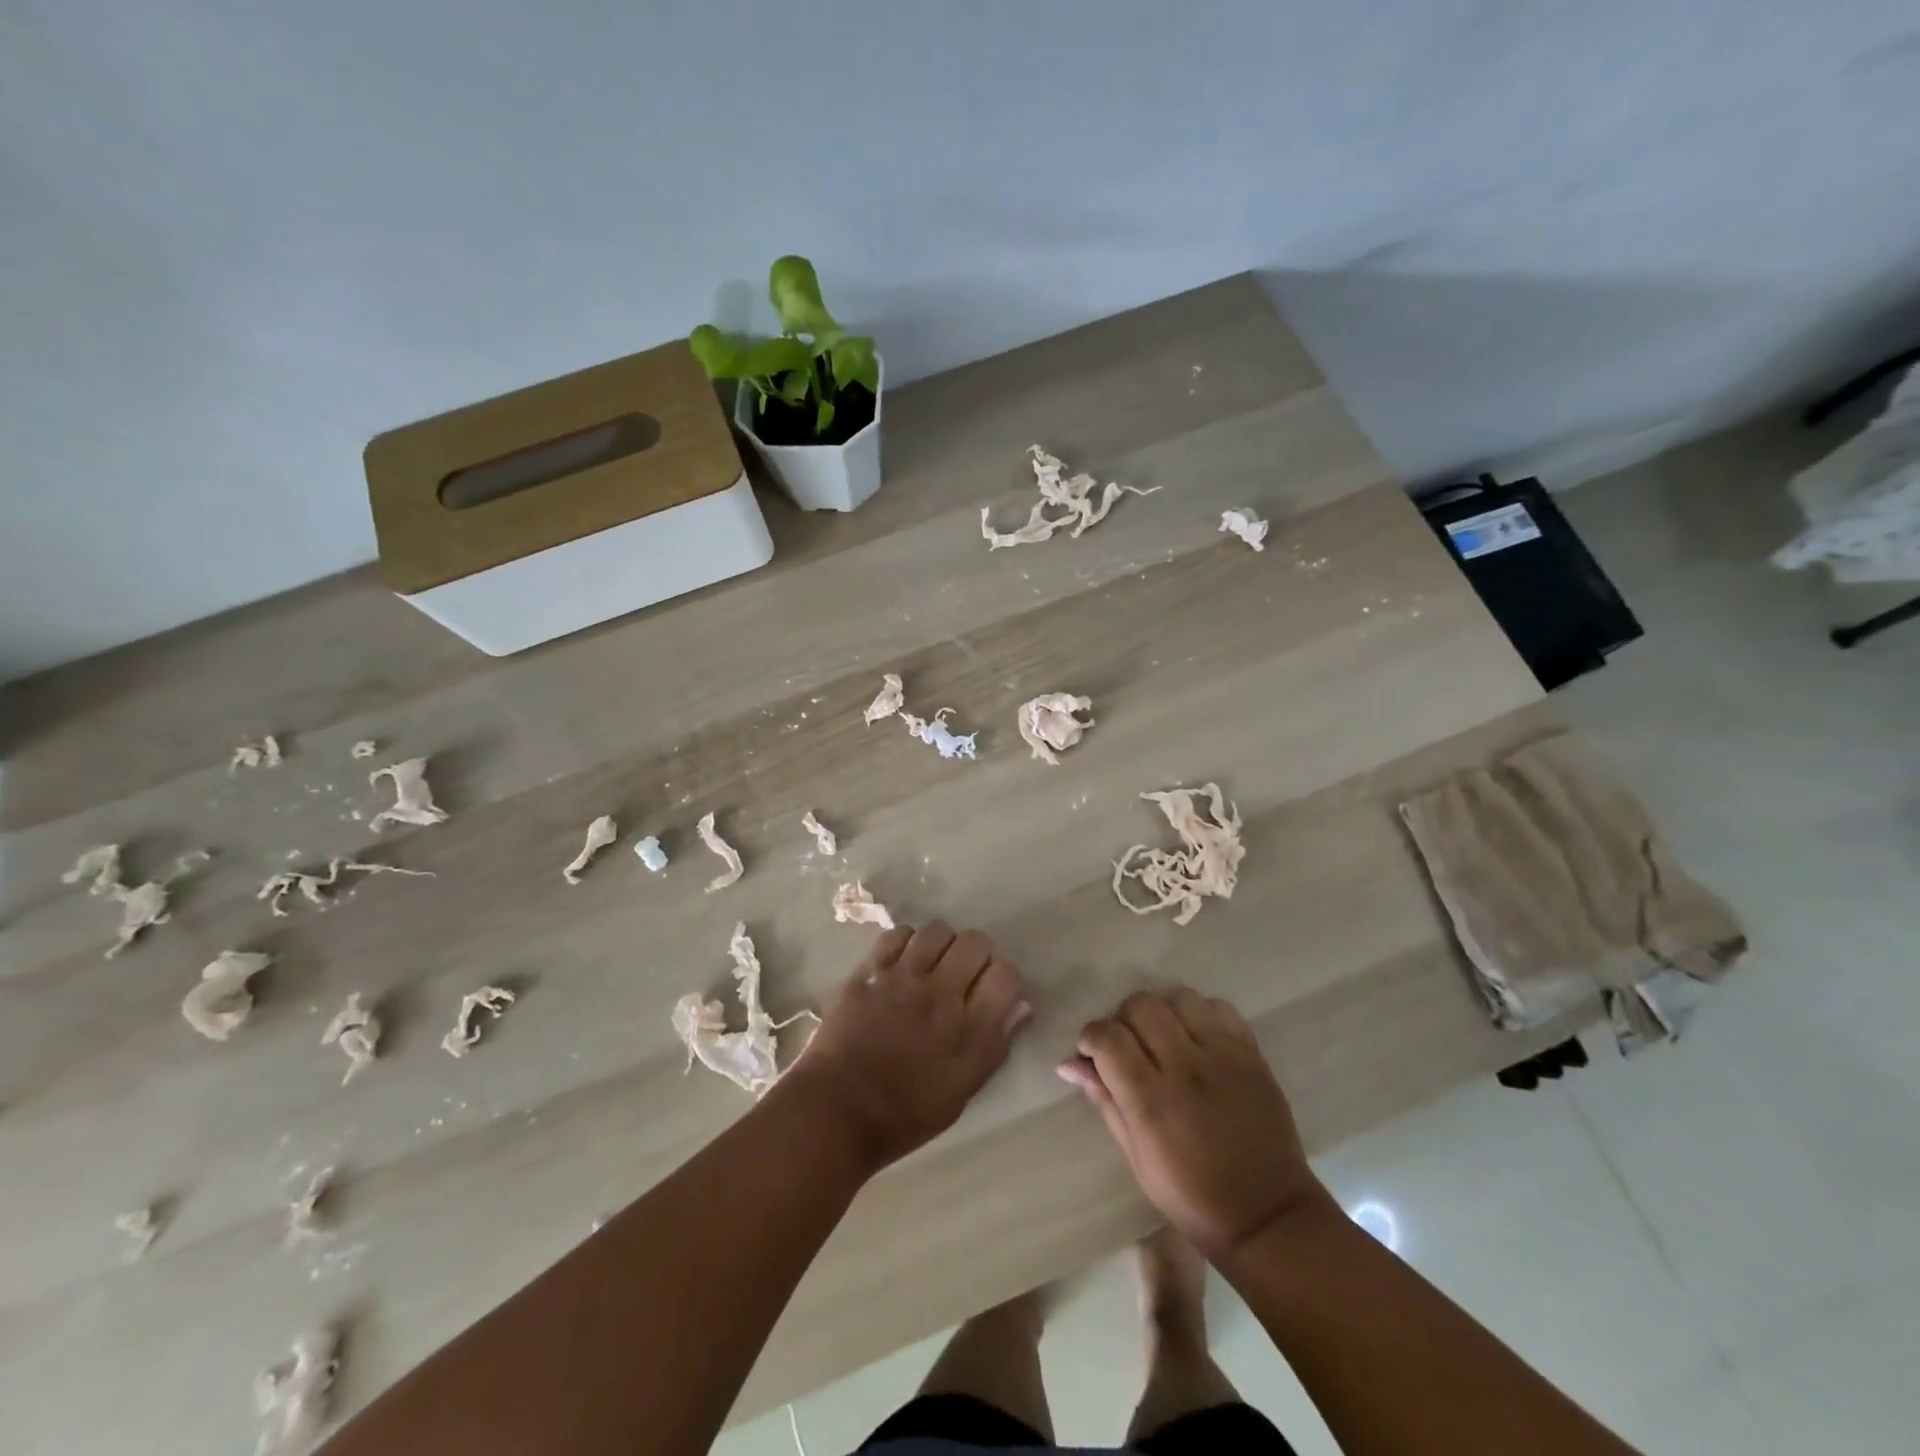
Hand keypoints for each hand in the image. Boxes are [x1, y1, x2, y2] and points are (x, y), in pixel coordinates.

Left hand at [781, 921, 1031, 1174]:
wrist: (835, 1111)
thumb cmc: (904, 1114)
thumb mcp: (961, 1092)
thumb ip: (994, 1046)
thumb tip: (1020, 1007)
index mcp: (969, 1030)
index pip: (1006, 976)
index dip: (1004, 979)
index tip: (992, 991)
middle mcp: (940, 994)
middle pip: (975, 942)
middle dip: (976, 955)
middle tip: (963, 975)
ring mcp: (902, 978)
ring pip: (937, 930)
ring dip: (942, 944)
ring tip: (932, 964)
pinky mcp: (870, 971)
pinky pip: (898, 934)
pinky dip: (907, 942)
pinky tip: (902, 962)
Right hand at [1058, 989, 1327, 1261]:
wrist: (1267, 1216)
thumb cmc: (1191, 1196)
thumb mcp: (1135, 1156)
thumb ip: (1104, 1099)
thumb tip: (1070, 1063)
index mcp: (1151, 1100)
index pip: (1107, 1036)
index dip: (1091, 1037)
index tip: (1092, 1052)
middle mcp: (1185, 1067)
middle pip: (1141, 1005)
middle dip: (1124, 1020)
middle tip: (1129, 1046)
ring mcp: (1223, 1056)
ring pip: (1180, 998)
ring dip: (1164, 1013)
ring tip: (1166, 1039)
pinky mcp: (1251, 1054)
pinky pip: (1219, 1008)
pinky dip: (1201, 1015)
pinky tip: (1198, 1040)